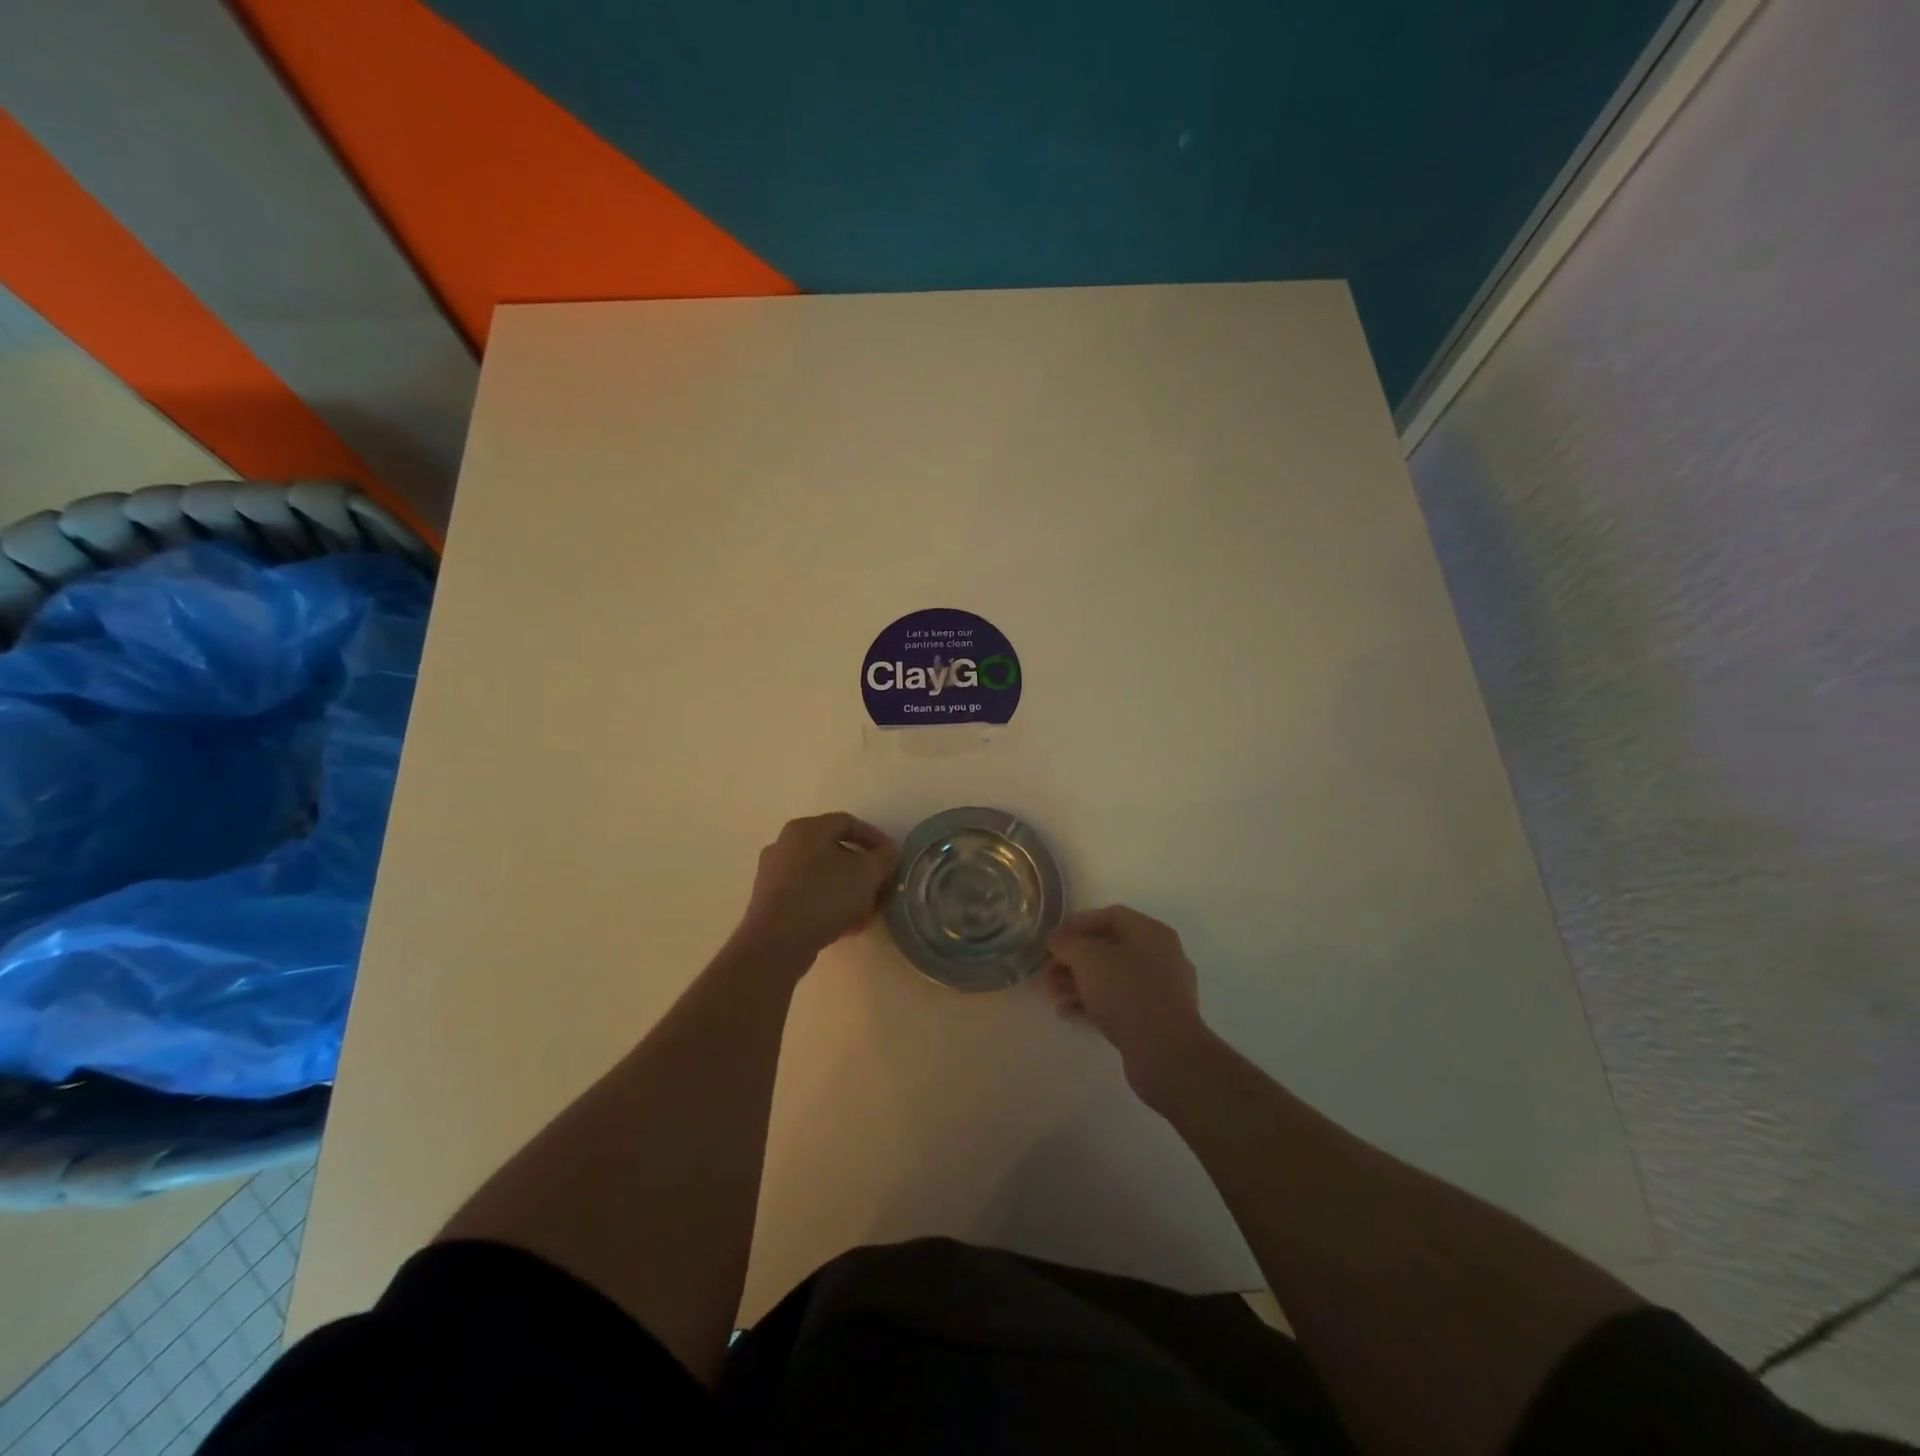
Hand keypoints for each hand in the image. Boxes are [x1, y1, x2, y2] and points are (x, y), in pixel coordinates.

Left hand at [738, 813, 898, 961]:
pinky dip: (828, 904)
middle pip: (833, 850)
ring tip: (865, 910)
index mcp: (806, 829)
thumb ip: (884, 858)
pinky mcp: (769, 902)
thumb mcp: (867, 874)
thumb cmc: (824, 896)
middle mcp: (784, 844)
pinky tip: (844, 925)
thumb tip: (889, 853)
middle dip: (861, 869)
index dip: (875, 839)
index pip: (848, 823)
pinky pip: (806, 895)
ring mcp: (773, 874)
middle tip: (879, 886)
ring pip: (821, 875)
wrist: (776, 943)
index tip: (892, 858)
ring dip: (847, 889)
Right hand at [1045, 905, 1214, 1100]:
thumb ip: (1067, 943)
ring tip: (1053, 996)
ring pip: (1112, 978)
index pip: (1111, 916)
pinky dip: (1093, 1004)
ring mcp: (1161, 990)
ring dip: (1079, 983)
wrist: (1165, 1052)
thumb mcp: (1088, 959)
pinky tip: (1068, 1012)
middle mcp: (1160, 956)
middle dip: (1074, 960)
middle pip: (1109, 949)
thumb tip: (1056, 940)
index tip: (1053, 940)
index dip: (1078, 924)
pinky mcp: (1155, 1020)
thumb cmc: (1127, 992)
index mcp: (1151, 933)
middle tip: (1048, 973)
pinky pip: (1119, 1003)